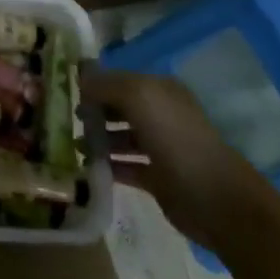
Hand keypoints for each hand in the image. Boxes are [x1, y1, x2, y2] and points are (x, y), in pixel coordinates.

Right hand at [82, 65, 265, 249]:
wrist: (216, 199)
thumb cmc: (176, 140)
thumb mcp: (139, 98)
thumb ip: (107, 85)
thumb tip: (81, 79)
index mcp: (159, 91)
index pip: (119, 79)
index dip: (93, 84)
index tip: (63, 91)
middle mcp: (160, 114)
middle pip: (118, 108)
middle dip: (92, 111)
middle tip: (64, 120)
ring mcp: (159, 147)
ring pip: (119, 137)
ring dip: (97, 140)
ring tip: (71, 146)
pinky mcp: (157, 178)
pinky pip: (125, 166)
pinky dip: (107, 166)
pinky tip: (85, 168)